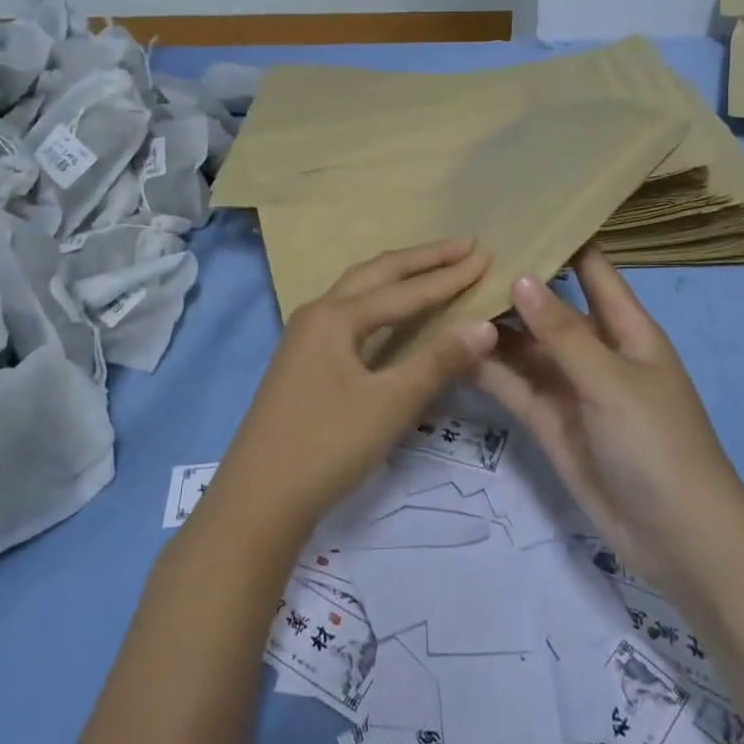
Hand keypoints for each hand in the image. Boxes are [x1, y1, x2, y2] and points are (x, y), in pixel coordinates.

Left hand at [210, 239, 496, 537]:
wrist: (258, 498)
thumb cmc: (327, 446)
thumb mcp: (390, 405)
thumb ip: (438, 361)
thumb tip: (485, 325)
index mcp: (335, 317)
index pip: (404, 290)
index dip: (448, 275)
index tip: (484, 254)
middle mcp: (318, 313)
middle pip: (377, 273)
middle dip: (422, 258)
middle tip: (463, 246)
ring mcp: (305, 335)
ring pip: (358, 289)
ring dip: (397, 274)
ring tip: (432, 265)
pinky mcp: (303, 359)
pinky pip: (350, 312)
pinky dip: (380, 300)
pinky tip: (391, 311)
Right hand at [475, 246, 743, 600]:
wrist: (677, 541)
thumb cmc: (658, 445)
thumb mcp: (612, 382)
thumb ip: (563, 332)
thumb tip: (521, 276)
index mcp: (626, 327)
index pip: (592, 268)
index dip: (562, 237)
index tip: (517, 210)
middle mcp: (594, 348)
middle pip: (547, 304)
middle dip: (511, 281)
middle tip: (457, 252)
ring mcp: (568, 385)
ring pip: (522, 344)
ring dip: (490, 324)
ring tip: (441, 292)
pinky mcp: (546, 419)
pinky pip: (511, 383)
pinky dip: (485, 365)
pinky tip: (447, 344)